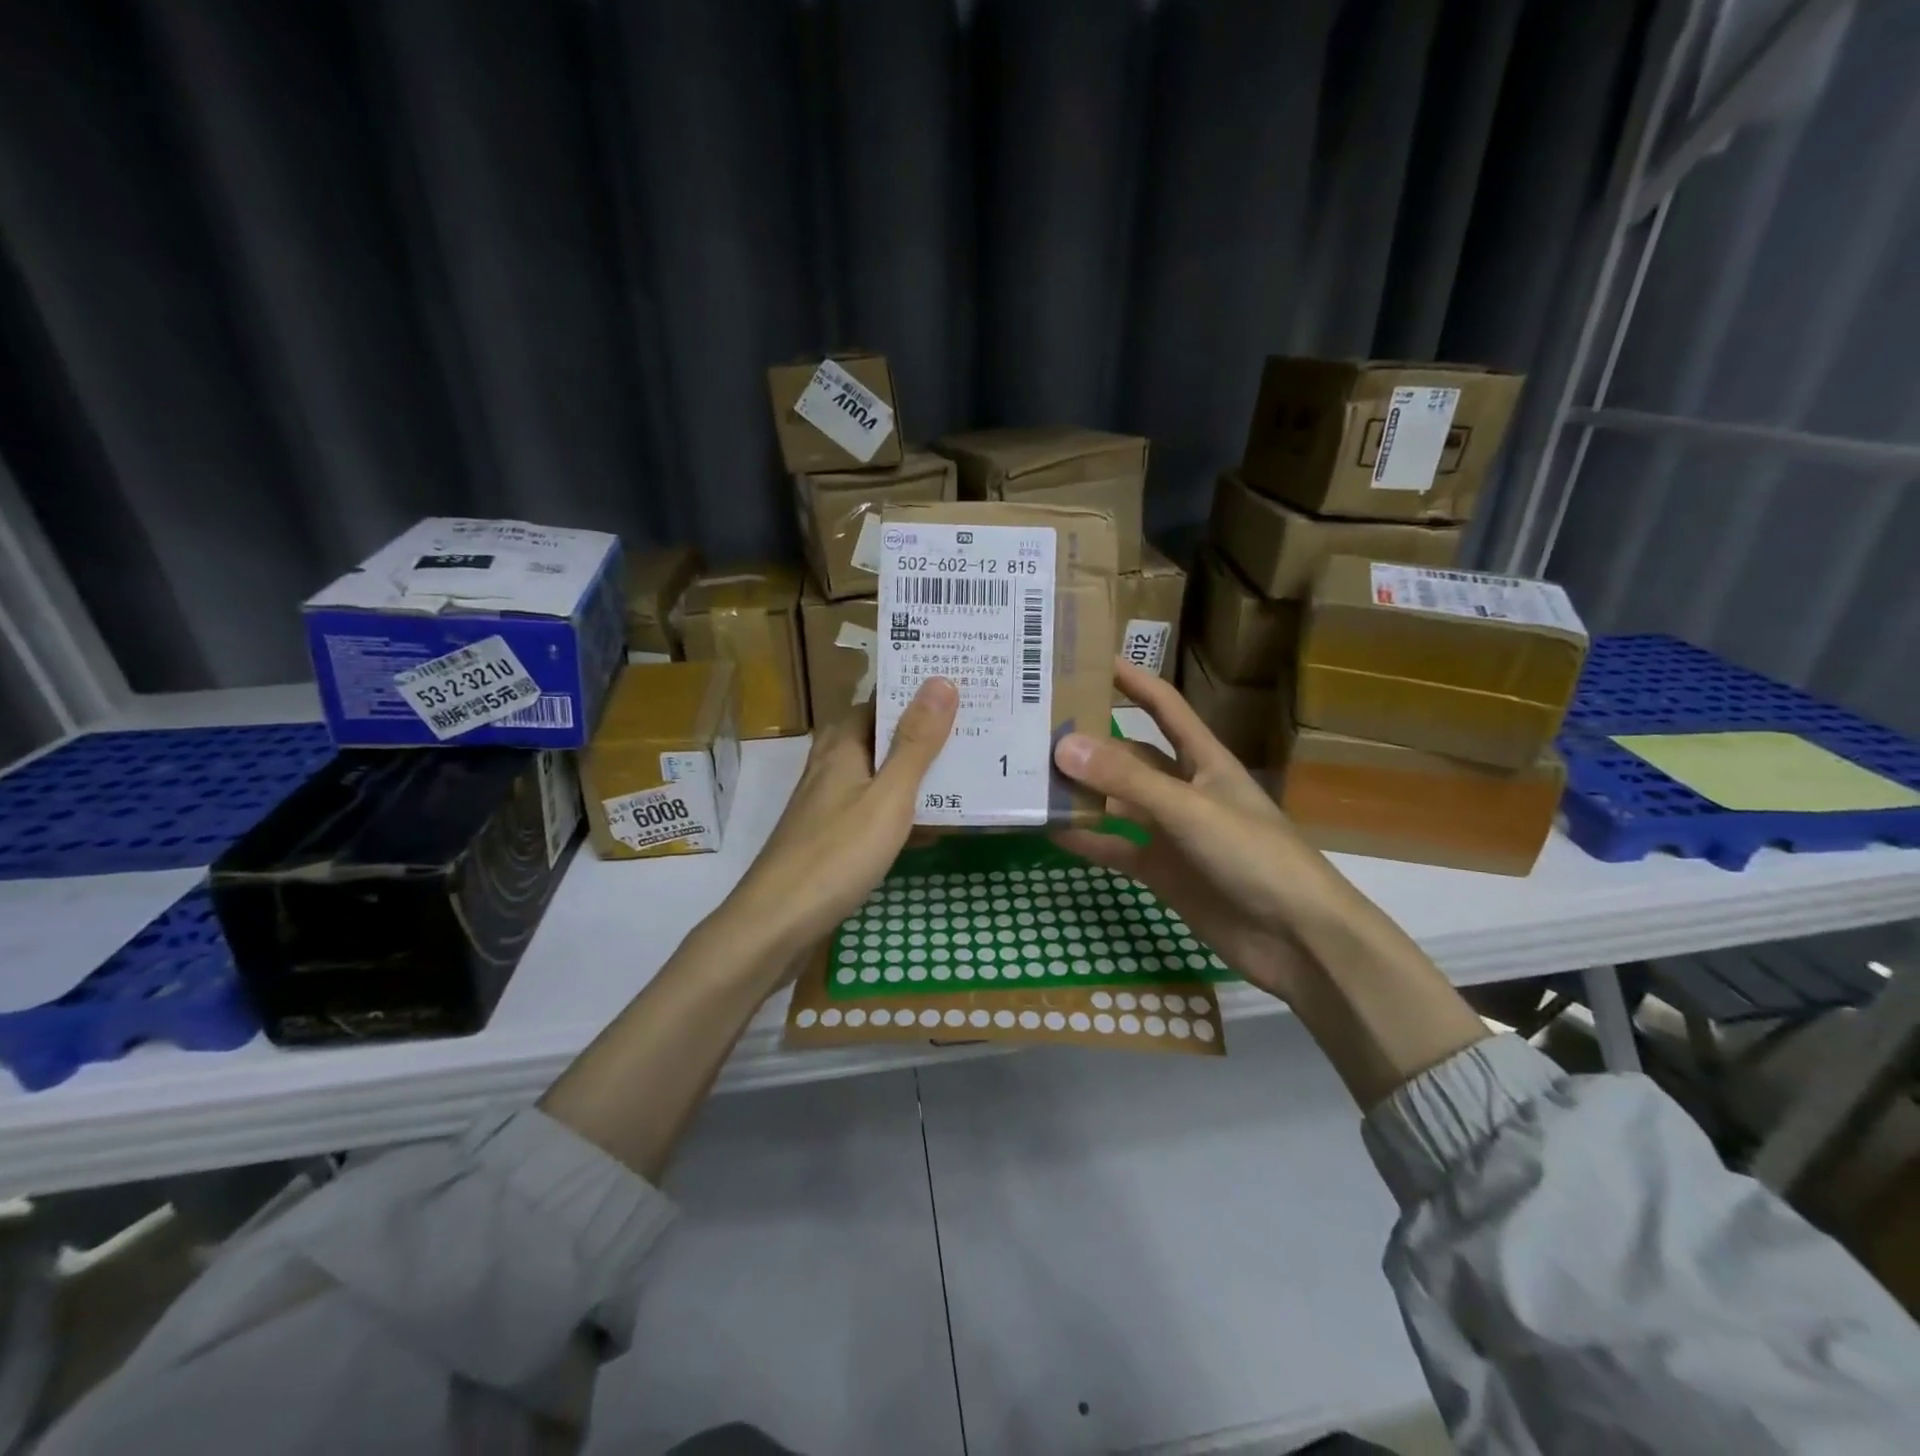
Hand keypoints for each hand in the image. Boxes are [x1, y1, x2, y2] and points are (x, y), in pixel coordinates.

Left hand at [725, 678, 958, 960]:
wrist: (776, 923)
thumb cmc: (837, 854)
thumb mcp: (888, 796)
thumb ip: (915, 743)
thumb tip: (940, 680)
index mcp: (842, 747)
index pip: (878, 702)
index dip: (914, 692)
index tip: (959, 687)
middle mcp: (830, 768)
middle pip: (877, 737)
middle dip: (920, 732)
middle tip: (970, 729)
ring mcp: (827, 805)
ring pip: (876, 775)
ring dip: (912, 772)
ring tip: (962, 770)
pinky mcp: (829, 838)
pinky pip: (872, 810)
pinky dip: (900, 811)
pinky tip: (930, 827)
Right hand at [1052, 660, 1408, 1002]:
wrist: (1295, 939)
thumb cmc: (1254, 856)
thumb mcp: (1189, 809)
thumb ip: (1127, 781)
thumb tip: (1062, 746)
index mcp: (1205, 761)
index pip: (1164, 708)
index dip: (1133, 681)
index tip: (1090, 659)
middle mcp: (1184, 790)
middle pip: (1130, 757)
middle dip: (1090, 742)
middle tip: (1035, 728)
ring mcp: (1171, 833)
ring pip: (1116, 803)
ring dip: (1081, 792)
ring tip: (1031, 777)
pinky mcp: (1161, 871)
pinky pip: (1115, 849)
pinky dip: (1086, 840)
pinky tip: (1050, 831)